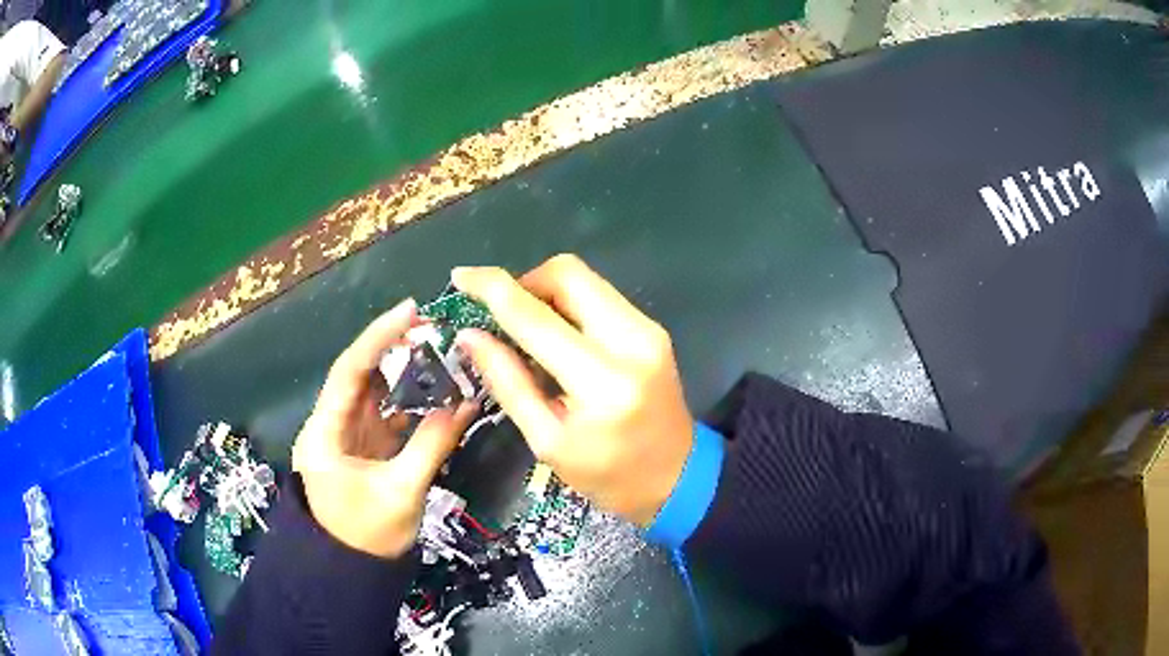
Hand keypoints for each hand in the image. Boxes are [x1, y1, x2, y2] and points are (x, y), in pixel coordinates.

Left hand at [292, 299, 476, 557]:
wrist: (350, 570)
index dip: (378, 338)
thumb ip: (431, 446)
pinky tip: (438, 395)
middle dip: (395, 351)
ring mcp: (349, 436)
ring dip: (406, 376)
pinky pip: (389, 416)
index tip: (410, 311)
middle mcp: (331, 425)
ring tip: (441, 356)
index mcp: (324, 432)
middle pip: (361, 376)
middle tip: (434, 331)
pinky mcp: (365, 448)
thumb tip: (466, 405)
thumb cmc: (366, 536)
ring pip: (377, 394)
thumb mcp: (401, 493)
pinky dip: (412, 405)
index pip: (349, 371)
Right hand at [452, 254, 693, 526]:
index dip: (492, 288)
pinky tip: (559, 337)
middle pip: (568, 273)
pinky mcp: (653, 329)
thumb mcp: (547, 441)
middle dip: (525, 282)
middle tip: (503, 317)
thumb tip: (470, 335)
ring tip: (528, 330)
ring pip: (585, 279)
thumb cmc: (608, 476)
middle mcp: (631, 341)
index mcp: (601, 381)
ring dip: (546, 292)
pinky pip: (600, 296)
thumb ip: (509, 382)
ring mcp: (648, 330)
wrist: (678, 478)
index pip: (535, 317)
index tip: (461, 276)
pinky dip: (569, 305)